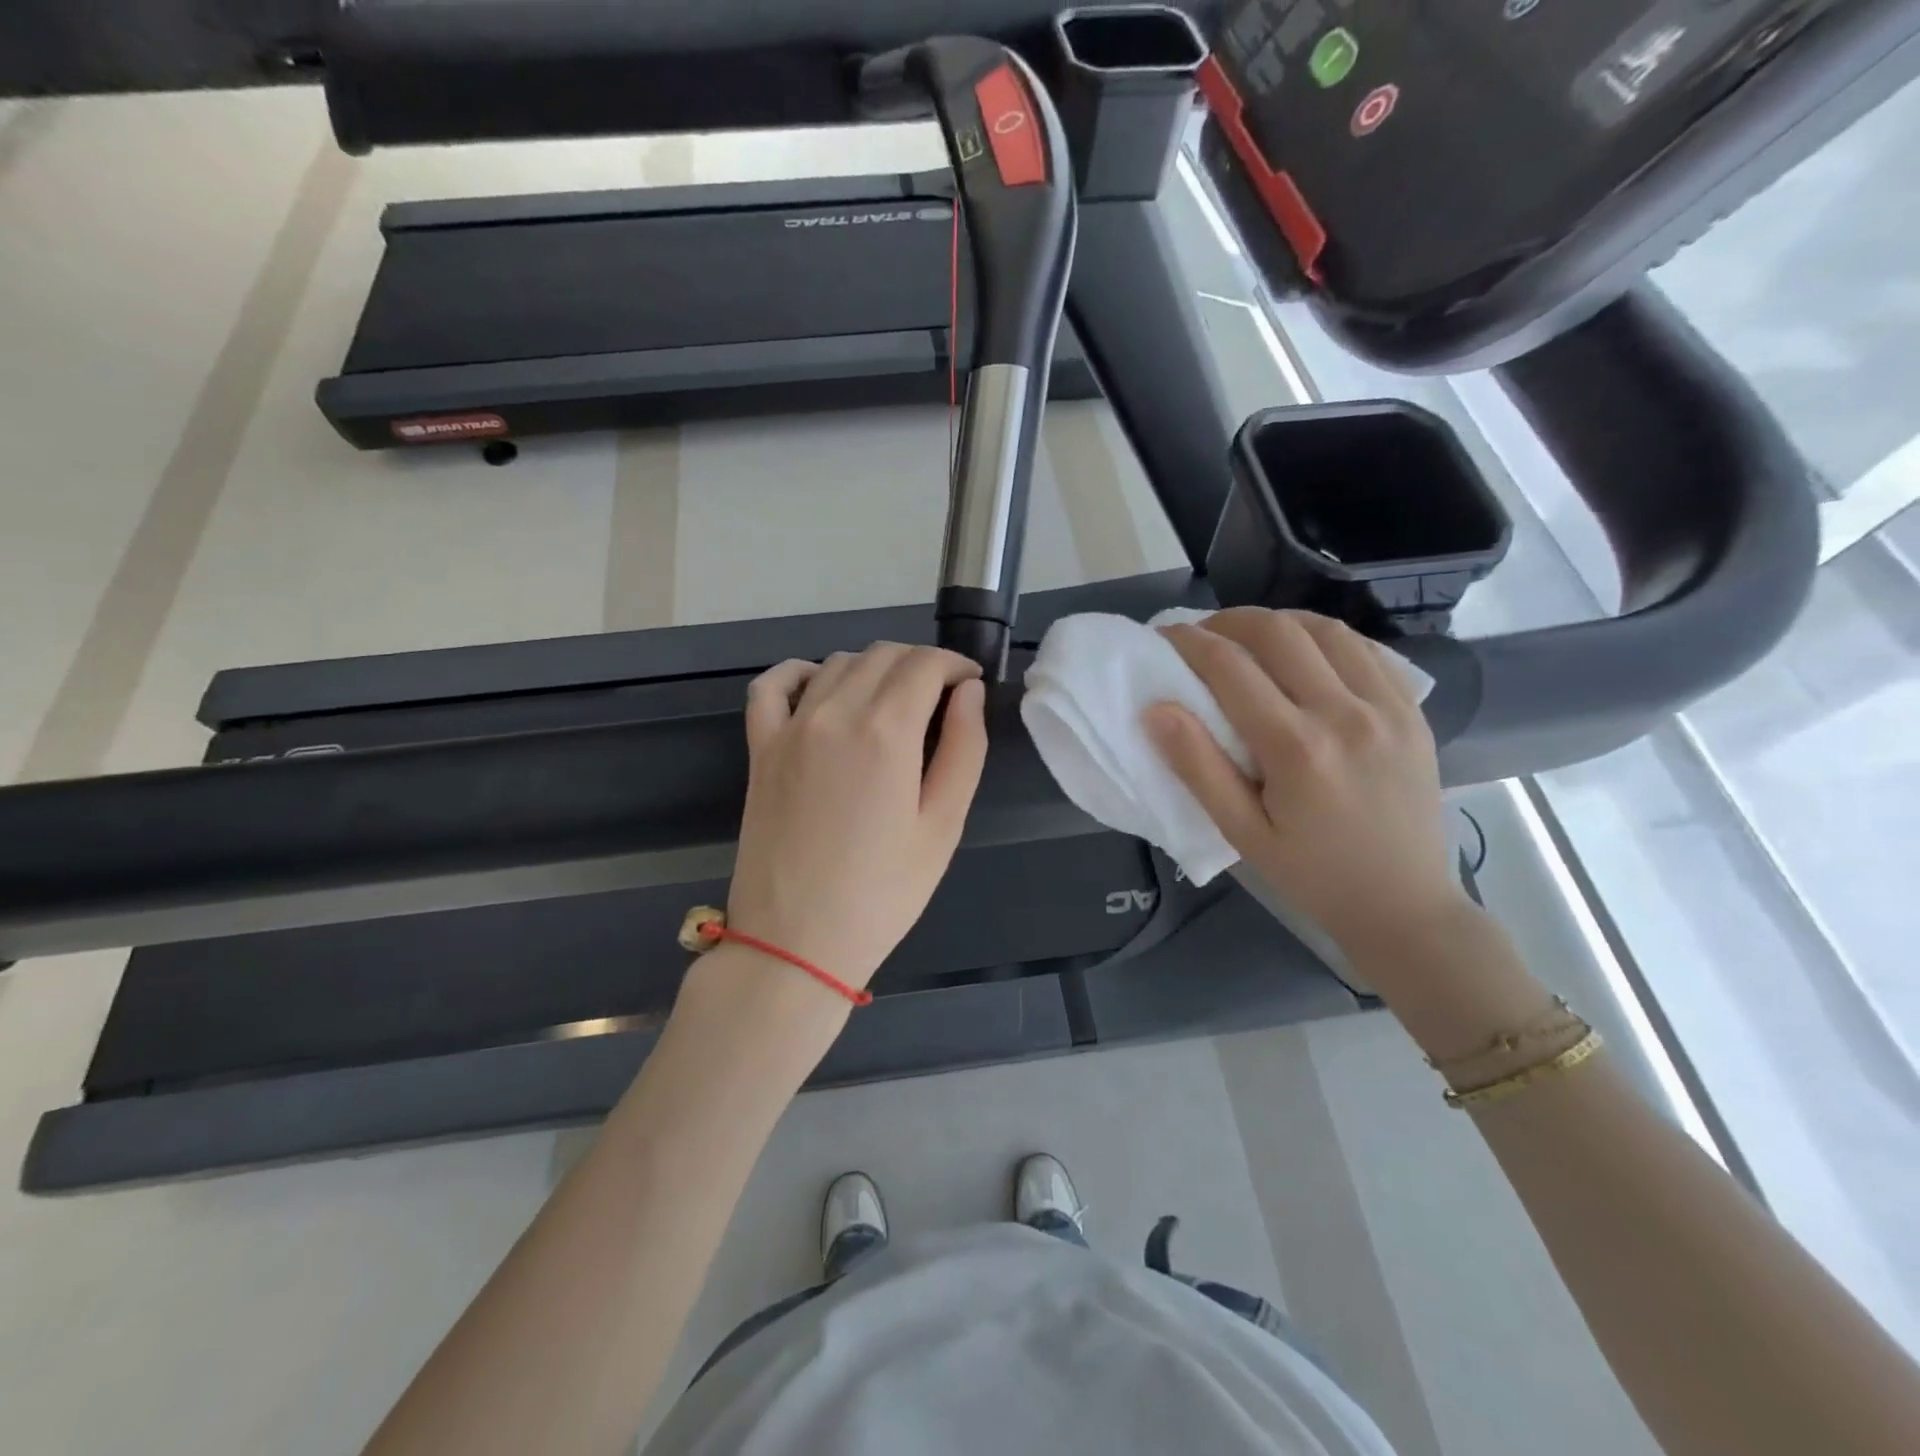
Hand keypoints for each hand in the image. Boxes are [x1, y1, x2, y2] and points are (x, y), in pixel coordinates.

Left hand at [727, 643, 988, 989]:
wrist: (796, 941)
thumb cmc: (883, 892)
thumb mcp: (943, 825)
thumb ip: (963, 748)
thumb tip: (968, 692)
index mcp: (886, 731)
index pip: (925, 664)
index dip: (955, 665)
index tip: (970, 683)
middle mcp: (835, 713)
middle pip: (883, 655)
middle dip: (920, 664)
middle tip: (941, 697)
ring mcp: (790, 728)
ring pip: (837, 663)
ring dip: (874, 668)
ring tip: (894, 702)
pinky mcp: (760, 748)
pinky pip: (772, 685)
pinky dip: (801, 672)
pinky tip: (821, 688)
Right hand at [1145, 608, 1469, 956]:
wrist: (1405, 906)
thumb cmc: (1312, 875)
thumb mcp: (1241, 833)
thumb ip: (1197, 768)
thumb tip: (1155, 709)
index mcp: (1298, 749)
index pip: (1231, 668)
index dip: (1189, 642)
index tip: (1164, 636)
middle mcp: (1346, 714)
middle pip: (1279, 632)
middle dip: (1229, 621)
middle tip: (1202, 635)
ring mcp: (1388, 707)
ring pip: (1326, 629)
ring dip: (1278, 623)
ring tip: (1249, 639)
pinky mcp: (1413, 711)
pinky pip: (1366, 649)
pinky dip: (1325, 638)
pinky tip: (1304, 654)